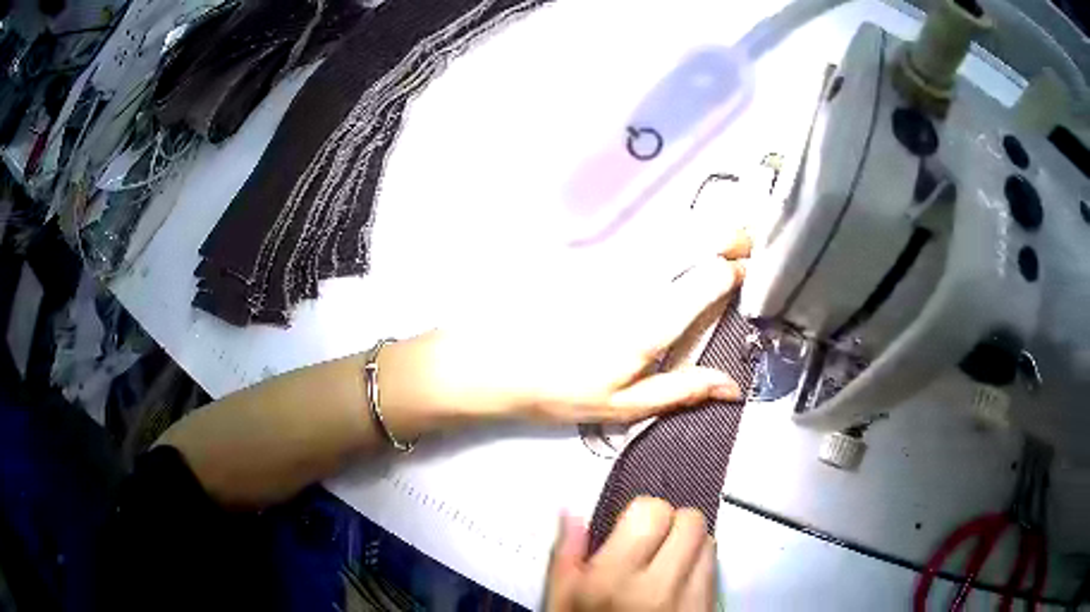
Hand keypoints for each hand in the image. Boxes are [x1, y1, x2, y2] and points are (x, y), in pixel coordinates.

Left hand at [378, 230, 750, 436]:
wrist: (500, 363)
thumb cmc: (563, 390)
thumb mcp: (624, 406)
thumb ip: (682, 390)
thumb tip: (733, 386)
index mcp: (650, 322)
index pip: (707, 279)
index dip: (737, 270)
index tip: (760, 269)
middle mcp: (638, 284)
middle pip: (692, 246)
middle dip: (729, 235)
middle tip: (757, 233)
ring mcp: (615, 269)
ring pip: (671, 238)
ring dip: (706, 231)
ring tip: (738, 229)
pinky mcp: (598, 265)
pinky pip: (648, 244)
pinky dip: (677, 238)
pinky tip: (690, 240)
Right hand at [545, 498, 715, 611]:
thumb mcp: (561, 600)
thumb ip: (566, 555)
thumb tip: (572, 513)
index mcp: (613, 580)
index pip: (651, 511)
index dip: (640, 515)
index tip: (630, 528)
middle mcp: (659, 587)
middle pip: (689, 519)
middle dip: (669, 523)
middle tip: (650, 541)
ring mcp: (690, 599)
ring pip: (708, 538)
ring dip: (689, 542)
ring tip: (665, 561)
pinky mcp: (709, 607)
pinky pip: (715, 567)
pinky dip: (700, 564)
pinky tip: (678, 580)